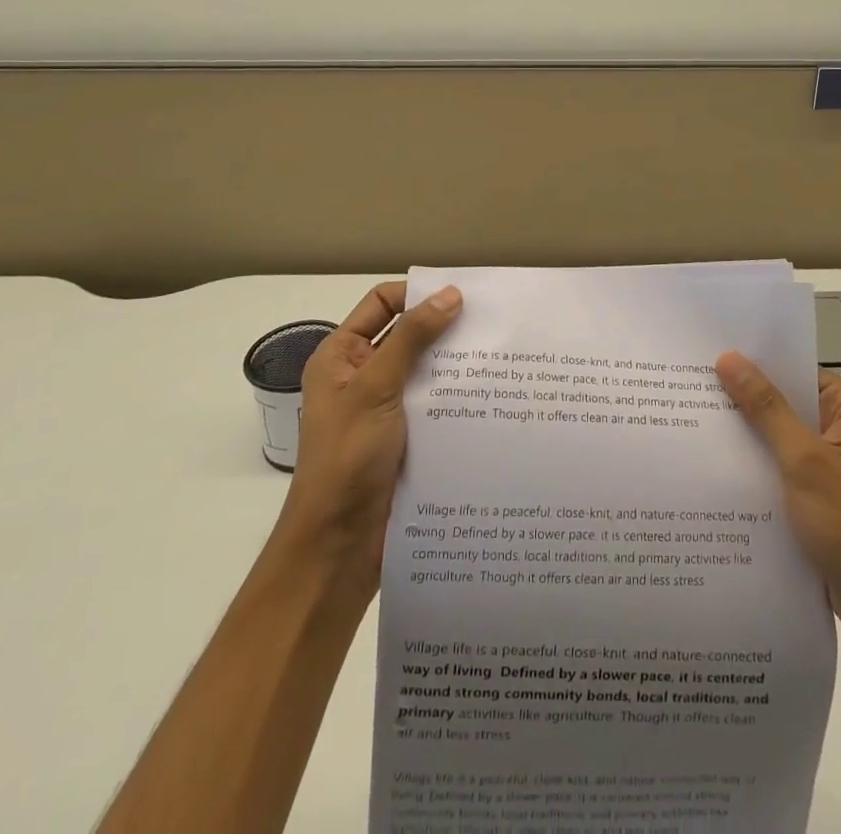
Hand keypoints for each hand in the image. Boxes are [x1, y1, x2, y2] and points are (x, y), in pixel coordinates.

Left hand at [273, 281, 462, 598]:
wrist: (339, 547)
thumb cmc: (346, 458)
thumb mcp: (375, 388)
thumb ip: (412, 339)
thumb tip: (451, 294)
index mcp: (341, 357)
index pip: (381, 304)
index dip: (416, 294)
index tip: (462, 294)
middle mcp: (363, 376)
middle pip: (408, 335)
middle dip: (445, 327)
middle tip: (493, 320)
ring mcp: (387, 409)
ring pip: (427, 371)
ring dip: (456, 364)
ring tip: (501, 354)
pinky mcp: (408, 438)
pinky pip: (437, 404)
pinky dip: (459, 396)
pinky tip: (492, 394)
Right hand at [716, 353, 840, 642]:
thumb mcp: (804, 461)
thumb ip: (766, 408)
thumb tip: (729, 357)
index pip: (795, 370)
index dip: (753, 365)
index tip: (707, 359)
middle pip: (786, 399)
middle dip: (744, 399)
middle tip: (689, 387)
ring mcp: (835, 458)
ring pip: (781, 431)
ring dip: (747, 432)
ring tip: (693, 419)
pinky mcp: (822, 488)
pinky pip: (782, 461)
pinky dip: (757, 461)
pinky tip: (717, 462)